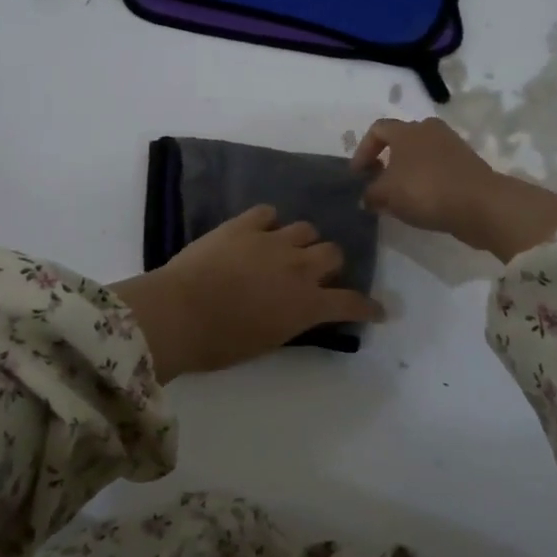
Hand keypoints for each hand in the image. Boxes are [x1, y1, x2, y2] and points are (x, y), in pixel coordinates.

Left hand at [111, 206, 383, 380]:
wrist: (178, 313)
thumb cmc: (220, 343)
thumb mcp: (267, 341)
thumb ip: (291, 321)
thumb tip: (295, 311)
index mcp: (307, 304)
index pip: (351, 302)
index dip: (368, 306)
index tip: (377, 309)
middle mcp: (299, 267)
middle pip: (333, 253)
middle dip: (329, 264)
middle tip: (314, 274)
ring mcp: (272, 241)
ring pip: (306, 229)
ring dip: (301, 241)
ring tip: (286, 249)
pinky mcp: (243, 225)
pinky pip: (268, 212)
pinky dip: (268, 223)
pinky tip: (259, 230)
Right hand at [351, 117, 556, 262]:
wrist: (480, 203)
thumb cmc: (425, 190)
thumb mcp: (387, 194)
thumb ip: (371, 194)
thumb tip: (366, 197)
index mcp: (406, 130)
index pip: (377, 129)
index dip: (362, 150)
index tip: (358, 174)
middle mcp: (429, 130)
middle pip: (401, 140)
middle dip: (386, 160)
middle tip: (378, 183)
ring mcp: (452, 145)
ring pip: (420, 154)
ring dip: (407, 171)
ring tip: (400, 196)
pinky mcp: (467, 163)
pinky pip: (438, 167)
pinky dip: (426, 180)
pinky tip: (423, 202)